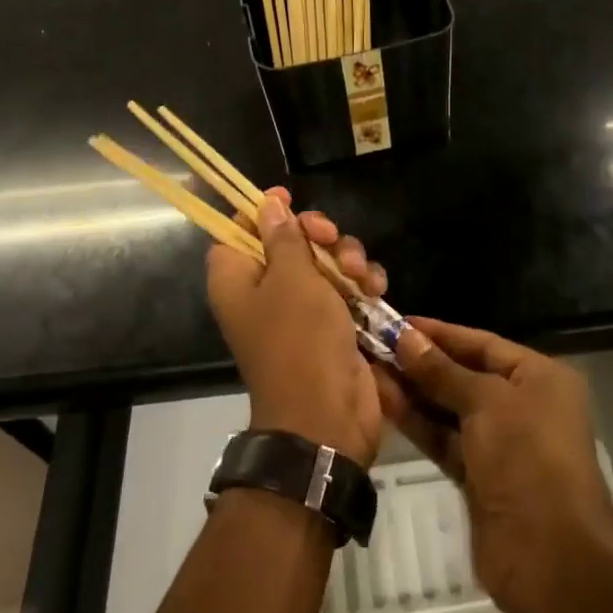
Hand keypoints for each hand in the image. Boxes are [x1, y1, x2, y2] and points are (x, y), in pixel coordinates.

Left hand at [205, 188, 387, 466]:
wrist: (327, 415)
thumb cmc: (299, 340)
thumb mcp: (292, 279)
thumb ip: (283, 237)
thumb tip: (267, 203)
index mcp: (238, 280)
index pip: (237, 231)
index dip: (261, 212)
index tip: (288, 197)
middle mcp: (265, 291)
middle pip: (289, 241)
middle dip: (318, 235)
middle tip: (329, 239)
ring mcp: (302, 309)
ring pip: (325, 261)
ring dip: (348, 259)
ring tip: (360, 277)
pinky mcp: (334, 324)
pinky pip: (347, 287)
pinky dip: (362, 284)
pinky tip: (375, 289)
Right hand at [375, 318, 612, 612]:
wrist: (551, 556)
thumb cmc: (527, 457)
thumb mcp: (487, 402)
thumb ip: (442, 371)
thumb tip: (405, 338)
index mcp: (539, 376)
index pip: (482, 343)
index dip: (439, 333)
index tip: (396, 322)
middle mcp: (522, 404)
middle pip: (464, 374)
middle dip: (420, 362)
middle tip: (373, 345)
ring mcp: (500, 444)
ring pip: (449, 408)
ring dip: (412, 391)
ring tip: (368, 369)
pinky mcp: (479, 478)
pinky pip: (444, 439)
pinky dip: (417, 423)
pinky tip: (383, 403)